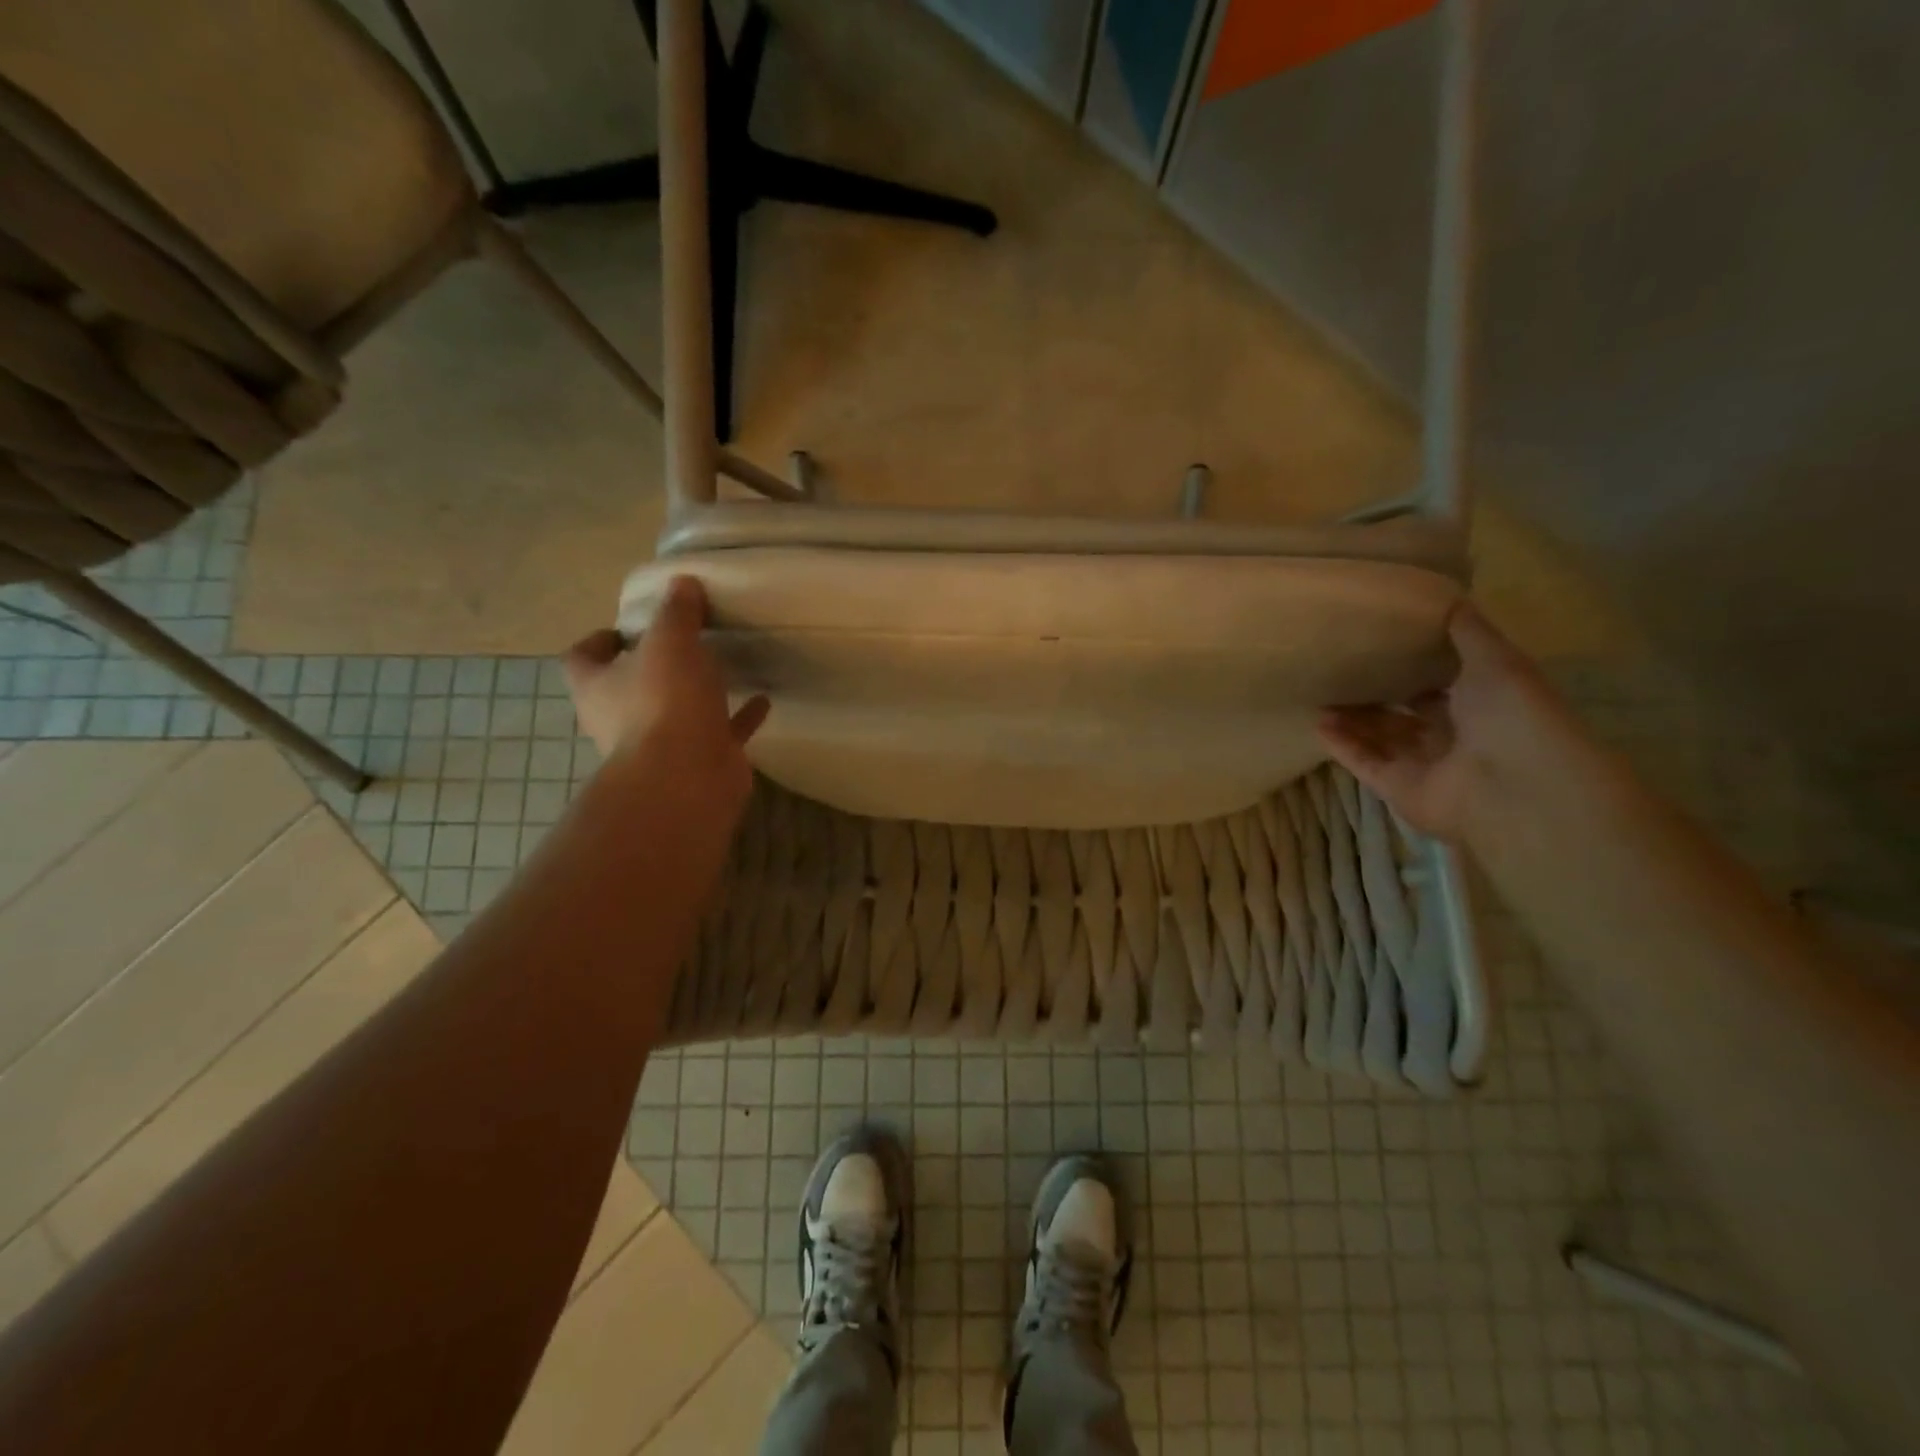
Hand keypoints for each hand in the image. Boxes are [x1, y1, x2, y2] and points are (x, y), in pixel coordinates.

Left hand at [563, 576, 768, 794]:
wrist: (688, 778)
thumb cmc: (664, 702)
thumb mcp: (670, 641)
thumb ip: (677, 612)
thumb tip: (683, 584)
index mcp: (598, 687)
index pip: (581, 658)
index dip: (598, 641)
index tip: (627, 628)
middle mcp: (620, 718)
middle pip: (628, 687)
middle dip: (653, 667)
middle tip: (683, 642)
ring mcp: (660, 745)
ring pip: (675, 712)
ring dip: (696, 693)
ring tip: (723, 666)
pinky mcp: (698, 761)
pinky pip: (720, 732)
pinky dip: (738, 717)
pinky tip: (762, 700)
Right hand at [1317, 603, 1568, 841]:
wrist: (1514, 785)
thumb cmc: (1512, 715)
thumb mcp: (1496, 659)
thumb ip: (1468, 632)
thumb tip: (1448, 597)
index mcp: (1482, 707)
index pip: (1440, 687)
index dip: (1413, 670)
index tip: (1380, 647)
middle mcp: (1453, 737)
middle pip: (1405, 715)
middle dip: (1375, 696)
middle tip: (1339, 673)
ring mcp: (1424, 766)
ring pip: (1380, 738)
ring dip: (1352, 720)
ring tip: (1320, 697)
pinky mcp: (1398, 788)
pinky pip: (1364, 763)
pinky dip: (1342, 745)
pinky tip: (1318, 723)